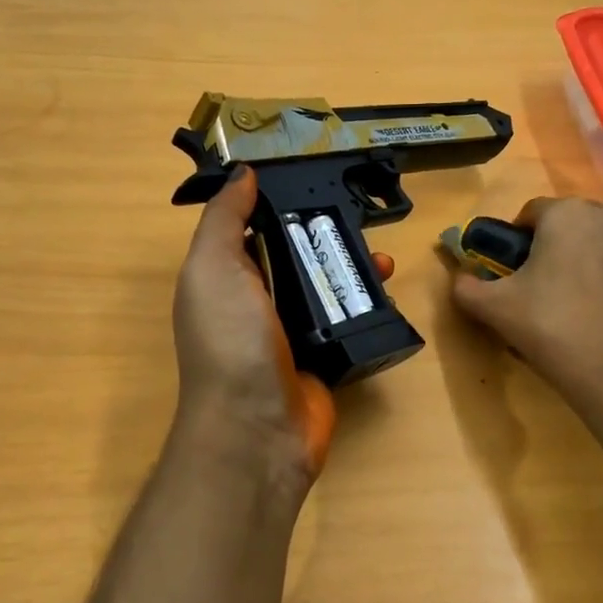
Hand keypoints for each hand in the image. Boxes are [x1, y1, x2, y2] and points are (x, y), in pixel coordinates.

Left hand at [173, 166, 392, 483]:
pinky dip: (369, 306)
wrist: (259, 428)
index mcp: (226, 279)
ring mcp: (293, 332)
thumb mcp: (213, 268)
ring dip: (355, 269)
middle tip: (362, 221)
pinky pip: (349, 322)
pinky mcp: (326, 357)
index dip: (280, 204)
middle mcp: (258, 302)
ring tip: (384, 260)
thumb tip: (244, 174)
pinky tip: (389, 292)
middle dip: (328, 236)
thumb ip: (224, 220)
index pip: (254, 230)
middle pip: (298, 256)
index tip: (317, 179)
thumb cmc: (231, 341)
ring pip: (328, 287)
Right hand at [449, 198, 602, 418]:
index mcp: (568, 215)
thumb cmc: (556, 332)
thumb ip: (467, 287)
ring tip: (588, 311)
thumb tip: (460, 278)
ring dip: (598, 266)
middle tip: (549, 294)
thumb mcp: (495, 311)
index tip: (515, 274)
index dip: (518, 242)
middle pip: (576, 227)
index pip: (532, 214)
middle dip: (560, 251)